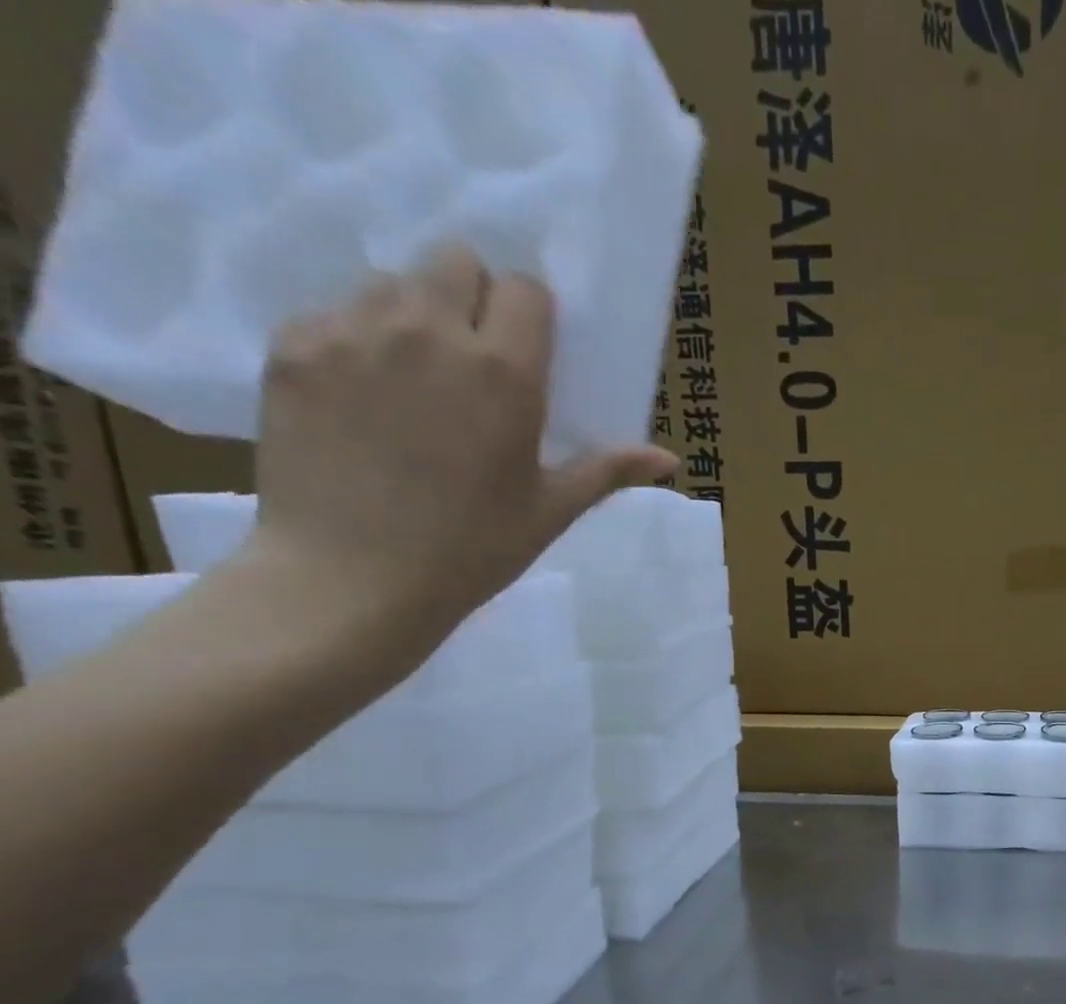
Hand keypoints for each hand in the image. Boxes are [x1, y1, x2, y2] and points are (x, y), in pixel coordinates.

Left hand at [244, 244, 676, 654]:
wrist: (351, 578)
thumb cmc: (472, 549)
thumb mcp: (551, 510)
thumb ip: (607, 470)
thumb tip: (669, 460)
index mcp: (504, 373)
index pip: (525, 289)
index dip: (531, 316)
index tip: (528, 355)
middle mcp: (429, 331)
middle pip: (455, 260)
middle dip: (473, 296)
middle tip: (472, 359)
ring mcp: (352, 331)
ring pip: (391, 282)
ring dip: (413, 314)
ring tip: (414, 378)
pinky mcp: (292, 346)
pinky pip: (333, 313)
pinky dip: (355, 341)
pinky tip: (361, 399)